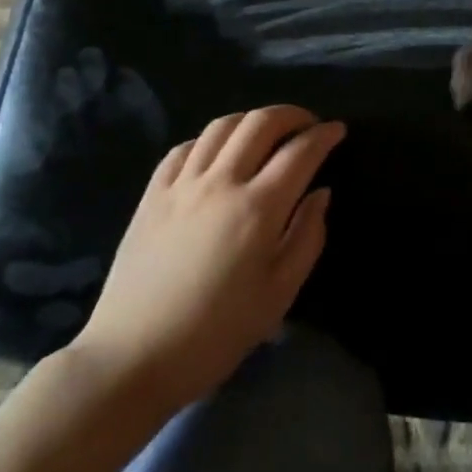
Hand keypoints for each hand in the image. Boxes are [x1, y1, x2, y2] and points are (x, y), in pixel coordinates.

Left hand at [70, 105, 344, 408]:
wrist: (134, 357)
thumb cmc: (217, 333)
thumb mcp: (279, 294)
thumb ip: (307, 237)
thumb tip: (320, 194)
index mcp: (258, 208)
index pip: (300, 152)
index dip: (324, 135)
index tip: (338, 131)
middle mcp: (221, 183)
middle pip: (260, 123)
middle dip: (292, 114)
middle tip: (308, 125)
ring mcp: (181, 185)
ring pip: (221, 127)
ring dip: (251, 120)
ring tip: (266, 133)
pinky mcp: (152, 195)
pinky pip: (184, 148)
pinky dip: (209, 140)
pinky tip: (217, 154)